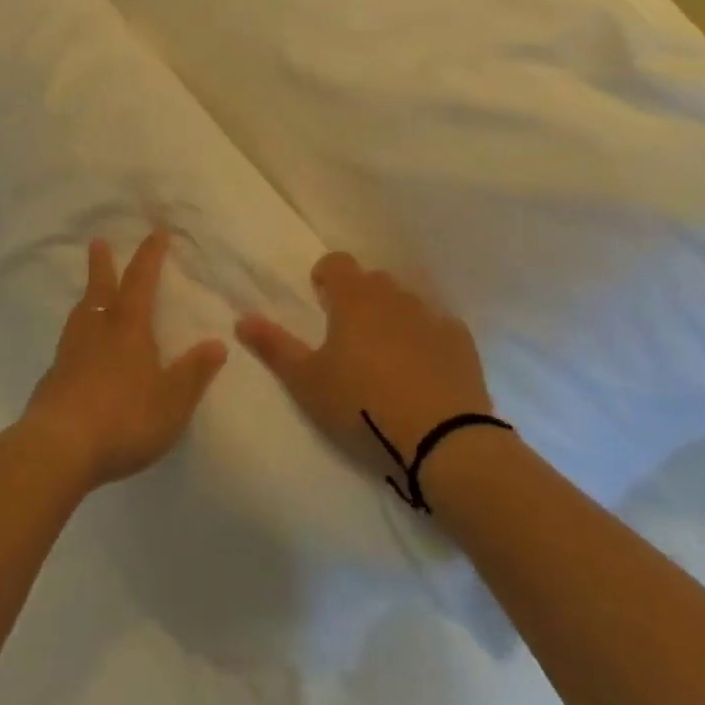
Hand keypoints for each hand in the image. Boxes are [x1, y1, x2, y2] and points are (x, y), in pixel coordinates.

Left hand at [22, 227, 227, 490]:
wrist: (59, 447)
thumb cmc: (123, 418)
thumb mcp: (172, 401)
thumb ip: (194, 373)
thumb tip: (218, 343)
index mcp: (128, 328)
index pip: (141, 281)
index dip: (150, 255)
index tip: (156, 231)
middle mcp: (97, 330)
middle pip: (100, 288)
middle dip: (102, 264)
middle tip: (98, 241)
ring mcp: (70, 353)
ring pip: (80, 314)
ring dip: (87, 297)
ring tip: (89, 293)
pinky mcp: (53, 378)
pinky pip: (68, 344)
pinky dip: (77, 335)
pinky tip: (77, 350)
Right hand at [236, 252, 499, 483]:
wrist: (444, 442)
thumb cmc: (363, 406)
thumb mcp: (307, 382)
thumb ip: (274, 346)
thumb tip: (242, 318)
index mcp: (354, 298)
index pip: (337, 262)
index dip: (326, 277)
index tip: (320, 302)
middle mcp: (394, 296)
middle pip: (372, 281)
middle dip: (358, 299)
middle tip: (348, 337)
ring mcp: (431, 317)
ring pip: (405, 303)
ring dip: (392, 318)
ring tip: (385, 358)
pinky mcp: (462, 343)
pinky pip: (438, 328)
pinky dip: (426, 339)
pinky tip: (423, 371)